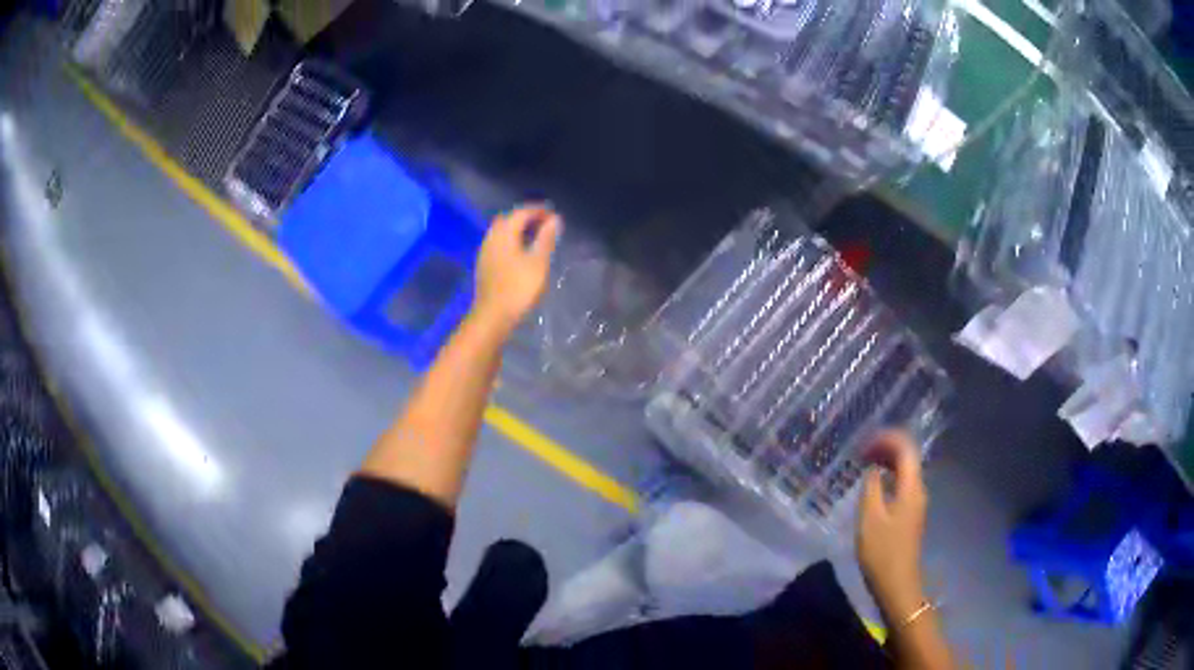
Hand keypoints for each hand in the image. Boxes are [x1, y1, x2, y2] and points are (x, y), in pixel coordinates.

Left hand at [473, 205, 560, 334]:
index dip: (538, 210)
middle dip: (527, 217)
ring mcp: (485, 252)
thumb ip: (546, 238)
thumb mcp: (539, 262)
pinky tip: (522, 251)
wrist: (493, 316)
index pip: (521, 212)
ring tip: (536, 236)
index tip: (554, 214)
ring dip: (518, 229)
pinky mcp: (484, 265)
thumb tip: (554, 219)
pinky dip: (512, 240)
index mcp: (504, 233)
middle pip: (509, 219)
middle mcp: (492, 237)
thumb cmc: (519, 288)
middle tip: (545, 223)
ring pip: (502, 232)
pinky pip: (499, 244)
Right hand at [857, 430, 928, 624]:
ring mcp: (916, 502)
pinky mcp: (910, 514)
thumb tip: (872, 468)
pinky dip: (887, 477)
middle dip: (885, 447)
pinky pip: (901, 484)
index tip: (863, 443)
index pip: (905, 448)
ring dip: (886, 462)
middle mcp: (918, 489)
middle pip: (907, 456)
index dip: (886, 438)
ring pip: (905, 470)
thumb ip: (871, 487)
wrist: (897, 583)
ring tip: (863, 464)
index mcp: (911, 487)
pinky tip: (872, 486)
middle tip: (859, 452)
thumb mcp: (869, 518)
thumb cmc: (882, 552)